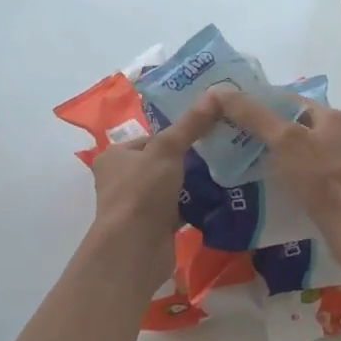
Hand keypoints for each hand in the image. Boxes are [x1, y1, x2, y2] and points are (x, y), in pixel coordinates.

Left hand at [87, 96, 221, 281]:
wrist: (135, 249)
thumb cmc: (142, 192)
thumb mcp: (167, 149)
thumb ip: (191, 124)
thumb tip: (217, 92)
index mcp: (114, 157)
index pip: (150, 138)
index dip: (176, 135)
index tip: (207, 132)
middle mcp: (121, 180)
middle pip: (162, 163)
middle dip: (189, 160)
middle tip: (221, 151)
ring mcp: (136, 206)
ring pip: (171, 188)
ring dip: (193, 184)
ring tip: (225, 172)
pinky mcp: (152, 228)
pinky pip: (178, 210)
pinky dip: (194, 206)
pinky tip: (218, 199)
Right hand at [212, 90, 340, 260]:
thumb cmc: (320, 176)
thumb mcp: (283, 140)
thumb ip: (253, 115)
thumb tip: (221, 91)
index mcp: (332, 116)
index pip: (290, 101)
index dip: (261, 105)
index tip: (234, 116)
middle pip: (298, 127)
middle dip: (269, 134)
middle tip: (237, 143)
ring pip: (304, 154)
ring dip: (281, 158)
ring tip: (252, 168)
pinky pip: (312, 177)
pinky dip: (293, 179)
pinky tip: (278, 190)